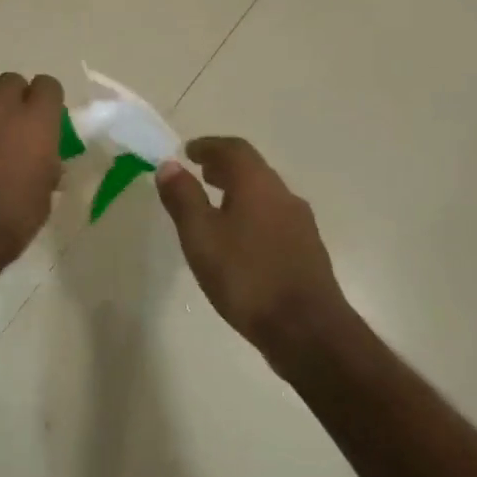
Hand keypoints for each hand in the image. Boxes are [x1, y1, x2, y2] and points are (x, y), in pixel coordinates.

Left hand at [0, 71, 64, 292]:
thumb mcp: (44, 194)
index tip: (43, 118)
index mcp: (38, 122)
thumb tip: (44, 155)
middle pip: (13, 82)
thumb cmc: (10, 220)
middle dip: (15, 99)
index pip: (49, 86)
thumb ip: (46, 162)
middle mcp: (4, 105)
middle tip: (10, 127)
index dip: (46, 101)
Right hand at [157, 137, 342, 351]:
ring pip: (265, 194)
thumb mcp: (201, 236)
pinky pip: (274, 217)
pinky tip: (239, 240)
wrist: (307, 330)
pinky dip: (252, 213)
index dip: (208, 146)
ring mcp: (300, 223)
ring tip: (214, 206)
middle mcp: (283, 195)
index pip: (233, 149)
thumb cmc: (246, 277)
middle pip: (252, 169)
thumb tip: (170, 165)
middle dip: (224, 166)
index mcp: (258, 184)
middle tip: (199, 173)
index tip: (188, 151)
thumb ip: (183, 198)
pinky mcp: (307, 250)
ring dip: (238, 191)